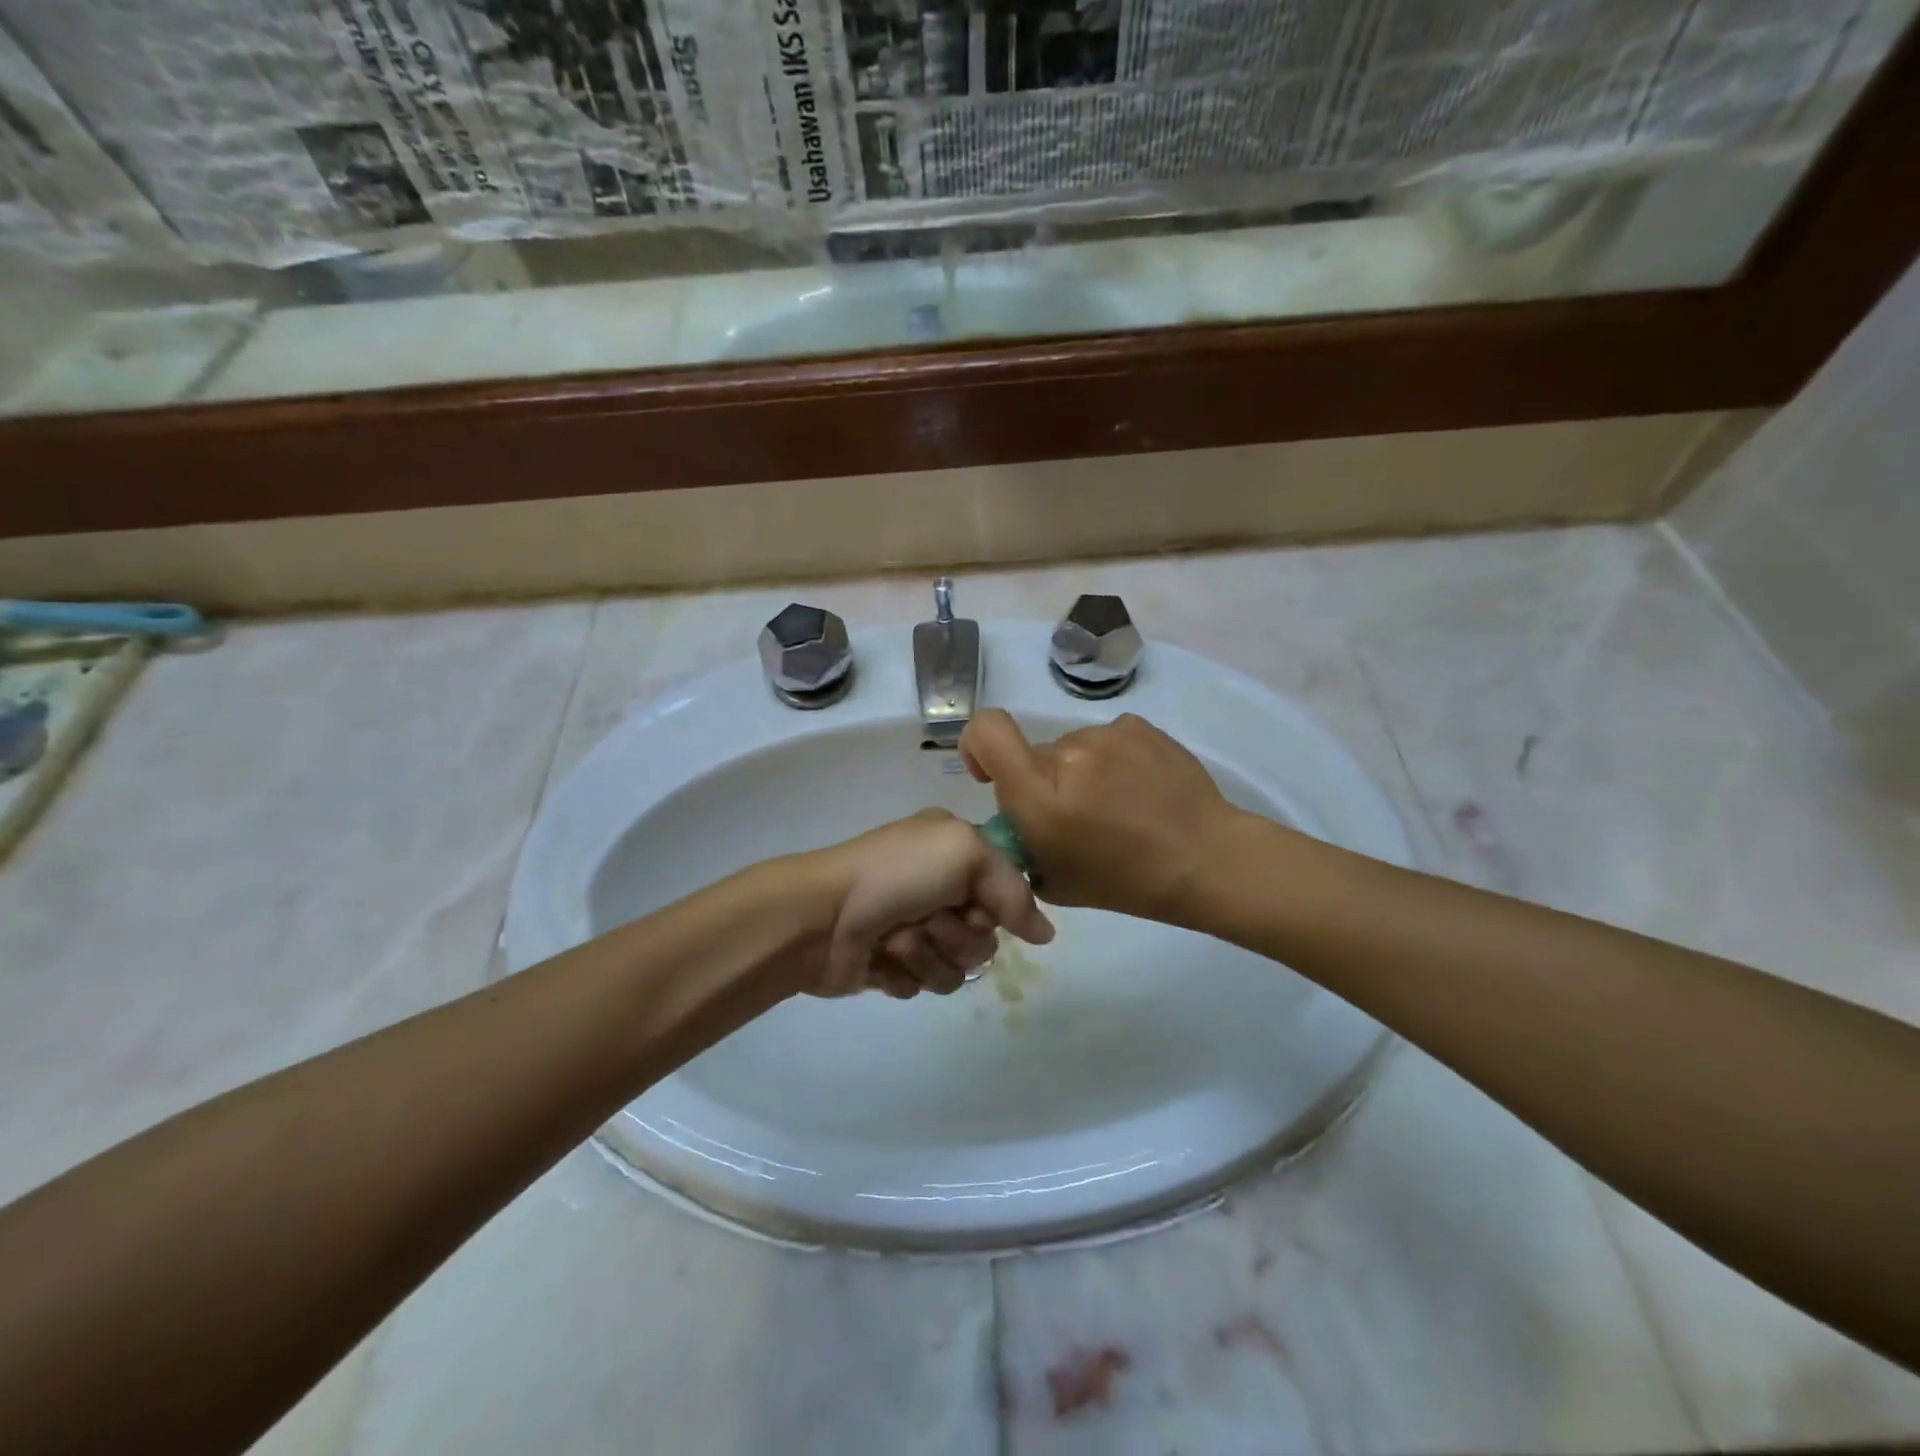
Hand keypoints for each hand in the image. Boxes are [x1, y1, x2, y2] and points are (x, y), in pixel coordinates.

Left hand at [801, 809, 1054, 998]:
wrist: (821, 916)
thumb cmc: (895, 874)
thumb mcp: (965, 854)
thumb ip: (1014, 891)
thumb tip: (1045, 935)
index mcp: (954, 852)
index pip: (1005, 890)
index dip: (997, 906)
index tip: (976, 906)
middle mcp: (938, 887)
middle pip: (985, 936)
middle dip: (958, 935)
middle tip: (928, 919)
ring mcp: (915, 927)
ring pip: (958, 966)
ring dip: (928, 955)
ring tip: (896, 938)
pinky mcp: (894, 965)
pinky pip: (926, 984)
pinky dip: (905, 972)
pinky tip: (881, 957)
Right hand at [959, 709, 1244, 921]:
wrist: (1206, 860)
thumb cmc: (1126, 882)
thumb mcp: (1054, 881)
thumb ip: (1022, 841)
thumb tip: (1018, 816)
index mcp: (1040, 795)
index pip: (987, 731)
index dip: (977, 744)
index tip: (990, 772)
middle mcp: (1067, 754)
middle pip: (1034, 754)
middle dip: (1044, 781)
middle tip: (1076, 816)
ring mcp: (1106, 735)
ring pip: (1072, 747)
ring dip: (1081, 771)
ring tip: (1117, 805)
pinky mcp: (1139, 726)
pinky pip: (1107, 739)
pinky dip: (1113, 760)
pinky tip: (1139, 788)